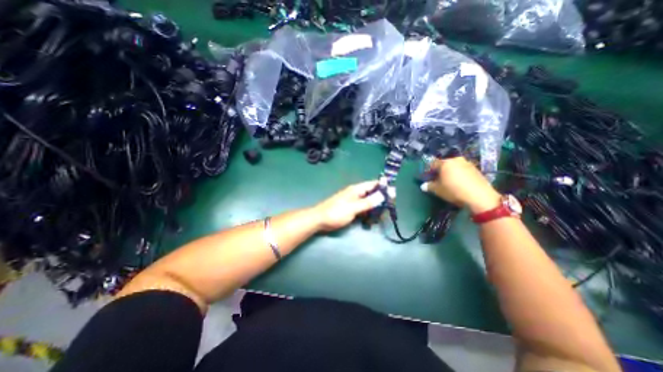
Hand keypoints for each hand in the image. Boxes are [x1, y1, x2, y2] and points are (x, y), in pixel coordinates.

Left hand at [312, 180, 386, 232]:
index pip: (373, 184)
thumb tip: (383, 195)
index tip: (393, 194)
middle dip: (381, 201)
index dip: (383, 187)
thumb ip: (368, 202)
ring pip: (368, 203)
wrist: (319, 220)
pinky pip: (363, 209)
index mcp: (356, 190)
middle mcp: (356, 194)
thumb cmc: (336, 212)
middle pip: (372, 194)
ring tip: (382, 217)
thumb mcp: (353, 207)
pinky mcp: (351, 209)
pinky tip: (372, 221)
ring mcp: (353, 202)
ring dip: (375, 209)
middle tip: (389, 209)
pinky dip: (368, 214)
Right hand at [421, 157, 499, 214]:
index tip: (428, 178)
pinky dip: (459, 175)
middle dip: (440, 171)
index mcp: (445, 163)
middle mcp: (456, 160)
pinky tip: (459, 183)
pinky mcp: (476, 169)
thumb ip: (429, 186)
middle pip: (444, 164)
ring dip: (450, 172)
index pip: (433, 164)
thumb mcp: (438, 190)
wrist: (479, 196)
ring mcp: (467, 163)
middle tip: (438, 180)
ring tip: (449, 182)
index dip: (429, 170)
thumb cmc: (454, 191)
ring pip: (455, 167)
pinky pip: (463, 170)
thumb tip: (423, 186)